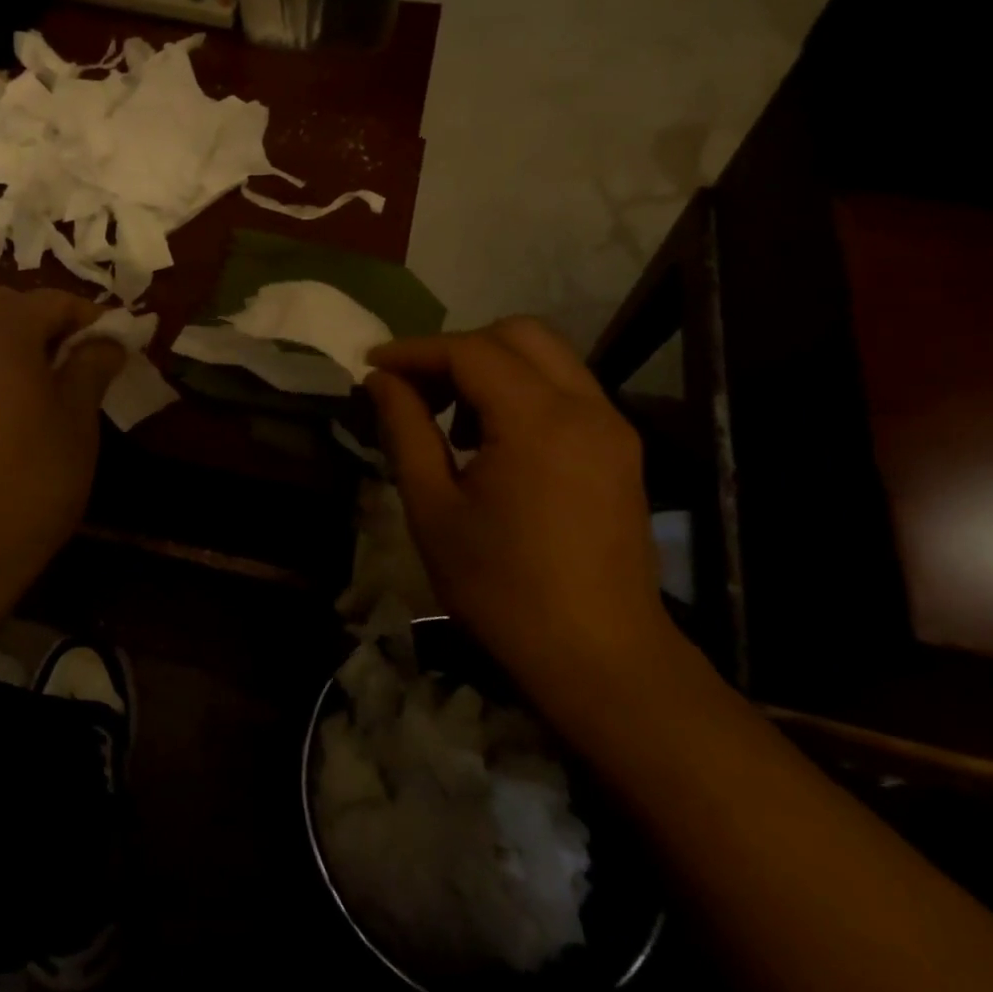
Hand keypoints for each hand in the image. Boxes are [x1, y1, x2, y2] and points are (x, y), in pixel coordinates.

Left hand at [0, 286, 124, 644]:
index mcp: (1, 331)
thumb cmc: (29, 483)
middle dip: (43, 319)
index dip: (90, 318)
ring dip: (9, 338)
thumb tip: (106, 341)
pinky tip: (2, 404)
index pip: (53, 301)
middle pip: (4, 303)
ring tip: (41, 381)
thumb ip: (91, 368)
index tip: (115, 345)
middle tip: (75, 357)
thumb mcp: (77, 423)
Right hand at [363, 318, 672, 697]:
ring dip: (491, 368)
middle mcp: (586, 406)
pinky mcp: (621, 450)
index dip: (414, 351)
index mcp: (538, 420)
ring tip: (451, 419)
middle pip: (518, 334)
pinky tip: (492, 442)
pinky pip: (566, 391)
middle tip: (415, 389)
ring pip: (547, 357)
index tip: (371, 365)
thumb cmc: (500, 588)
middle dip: (457, 349)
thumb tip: (381, 380)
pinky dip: (522, 392)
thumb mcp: (433, 508)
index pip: (469, 350)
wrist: (597, 657)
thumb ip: (405, 430)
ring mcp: (612, 427)